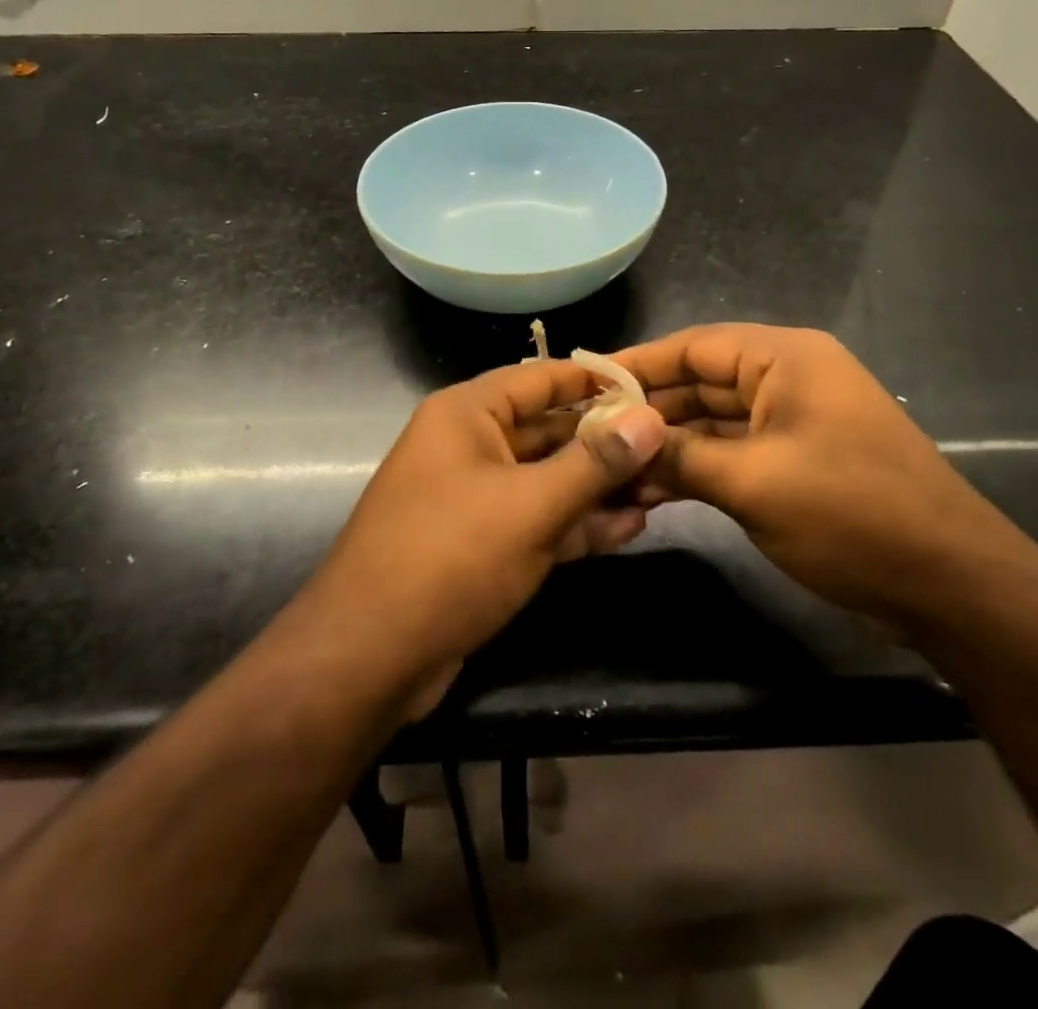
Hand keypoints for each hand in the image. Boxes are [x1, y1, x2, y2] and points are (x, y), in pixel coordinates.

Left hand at [305, 361, 666, 713]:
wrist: (369, 658)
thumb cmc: (449, 557)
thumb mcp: (530, 506)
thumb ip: (595, 462)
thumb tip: (652, 418)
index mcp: (466, 415)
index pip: (540, 378)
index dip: (595, 380)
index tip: (650, 387)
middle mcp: (469, 446)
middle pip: (548, 430)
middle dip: (605, 442)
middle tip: (668, 447)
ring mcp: (475, 498)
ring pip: (547, 479)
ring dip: (598, 487)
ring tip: (660, 490)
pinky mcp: (482, 545)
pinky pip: (537, 520)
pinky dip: (577, 524)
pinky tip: (628, 528)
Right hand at [618, 324, 1020, 630]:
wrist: (949, 586)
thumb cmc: (851, 515)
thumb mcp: (753, 483)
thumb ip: (680, 456)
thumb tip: (620, 440)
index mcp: (785, 360)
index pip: (695, 346)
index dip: (638, 363)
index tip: (585, 382)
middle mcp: (787, 380)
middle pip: (700, 383)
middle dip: (647, 410)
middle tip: (585, 432)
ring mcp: (792, 424)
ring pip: (713, 423)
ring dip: (667, 446)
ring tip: (607, 467)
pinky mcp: (795, 464)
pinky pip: (732, 455)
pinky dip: (695, 470)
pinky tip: (648, 491)